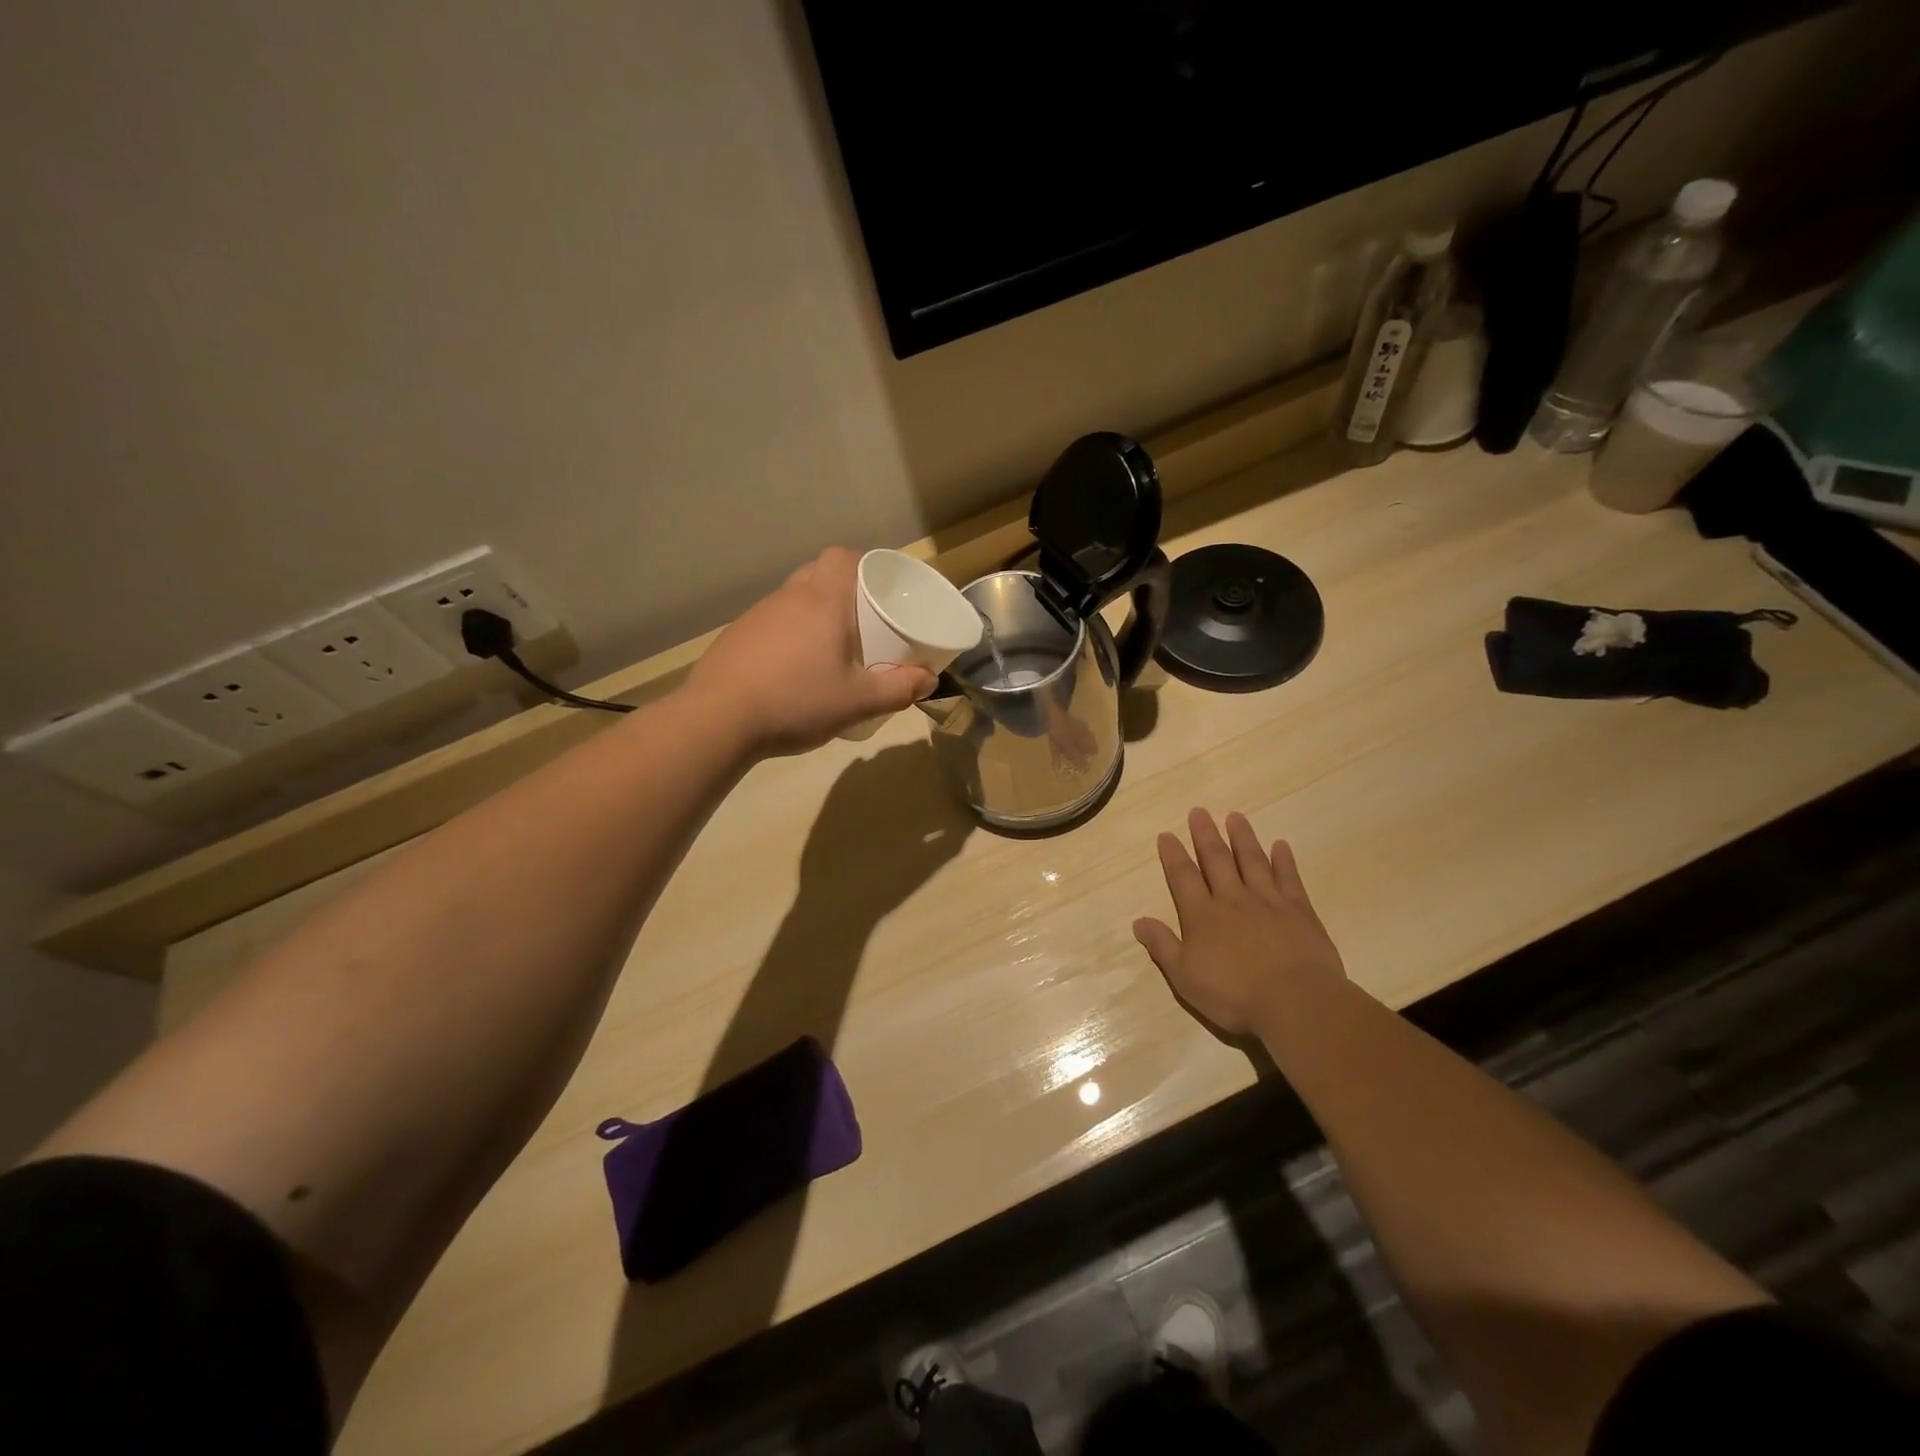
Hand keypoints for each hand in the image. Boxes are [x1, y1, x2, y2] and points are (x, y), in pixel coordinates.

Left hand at [687, 547, 936, 756]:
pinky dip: (789, 633)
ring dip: (814, 612)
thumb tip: (930, 680)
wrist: (718, 720)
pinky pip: (772, 622)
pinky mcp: (736, 636)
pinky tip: (793, 668)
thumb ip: (898, 690)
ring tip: (830, 646)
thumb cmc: (797, 701)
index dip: (865, 564)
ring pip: (794, 598)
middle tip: (863, 620)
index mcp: (822, 601)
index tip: (881, 587)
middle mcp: (788, 597)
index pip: (843, 557)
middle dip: (844, 588)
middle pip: (819, 573)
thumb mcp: (857, 702)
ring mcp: (757, 615)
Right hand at [1133, 809, 1345, 1035]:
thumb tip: (1138, 922)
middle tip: (1199, 811)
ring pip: (1252, 861)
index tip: (1167, 834)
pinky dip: (1284, 860)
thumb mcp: (1185, 977)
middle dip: (1205, 835)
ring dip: (1242, 837)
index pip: (1183, 877)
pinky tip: (1281, 845)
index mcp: (1202, 915)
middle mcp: (1232, 899)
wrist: (1295, 1002)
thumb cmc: (1234, 994)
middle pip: (1216, 859)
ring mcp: (1267, 901)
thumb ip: (1163, 946)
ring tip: (1235, 816)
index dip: (1173, 855)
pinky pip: (1289, 878)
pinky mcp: (1298, 910)